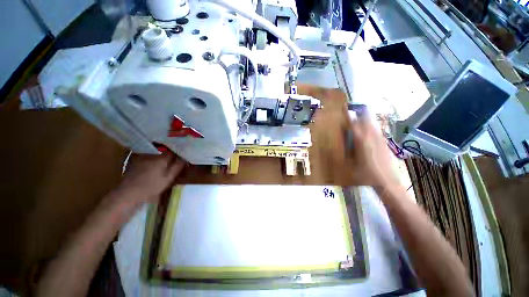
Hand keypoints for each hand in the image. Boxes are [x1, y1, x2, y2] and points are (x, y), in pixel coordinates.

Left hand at [117, 153, 185, 203]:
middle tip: (175, 159)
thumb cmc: (151, 187)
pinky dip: (153, 158)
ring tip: (165, 162)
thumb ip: (177, 167)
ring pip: (156, 153)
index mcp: (161, 158)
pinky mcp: (135, 161)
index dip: (178, 153)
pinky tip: (154, 165)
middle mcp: (152, 154)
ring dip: (161, 155)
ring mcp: (142, 157)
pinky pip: (148, 156)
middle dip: (170, 153)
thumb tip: (184, 158)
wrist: (128, 194)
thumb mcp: (169, 178)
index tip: (182, 157)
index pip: (173, 151)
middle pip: (164, 150)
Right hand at [345, 108, 399, 187]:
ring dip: (366, 119)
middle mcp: (372, 136)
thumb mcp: (350, 163)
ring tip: (359, 118)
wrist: (387, 182)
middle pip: (366, 120)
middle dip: (359, 114)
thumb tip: (341, 140)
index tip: (343, 111)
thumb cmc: (365, 174)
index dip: (348, 117)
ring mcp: (380, 139)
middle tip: (352, 113)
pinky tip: (369, 131)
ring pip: (373, 123)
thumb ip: (346, 150)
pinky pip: (377, 130)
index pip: (353, 124)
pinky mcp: (385, 143)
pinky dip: (371, 127)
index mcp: (361, 141)